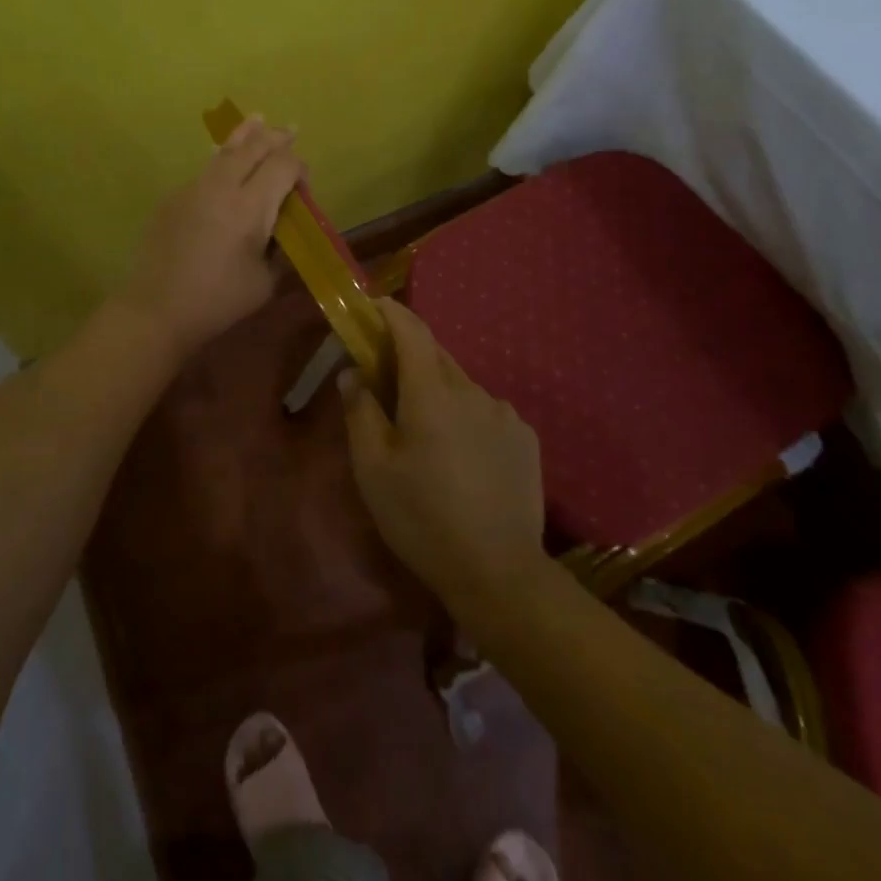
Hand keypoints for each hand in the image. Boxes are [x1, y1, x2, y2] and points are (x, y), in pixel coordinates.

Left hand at [115, 116, 303, 359]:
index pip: (282, 166)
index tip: (303, 185)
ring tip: (257, 119)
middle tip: (289, 129)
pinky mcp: (173, 198)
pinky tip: (223, 157)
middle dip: (274, 138)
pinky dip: (221, 158)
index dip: (298, 168)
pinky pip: (204, 168)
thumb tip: (286, 233)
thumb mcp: (265, 282)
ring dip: (245, 136)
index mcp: (250, 207)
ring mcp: (193, 188)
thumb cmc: (217, 301)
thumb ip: (281, 252)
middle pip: (253, 148)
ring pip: (224, 151)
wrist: (155, 309)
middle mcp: (222, 187)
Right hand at [343, 299, 546, 610]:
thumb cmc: (422, 519)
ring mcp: (504, 413)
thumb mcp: (373, 470)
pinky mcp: (526, 438)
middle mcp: (472, 391)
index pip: (411, 330)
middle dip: (409, 356)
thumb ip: (360, 412)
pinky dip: (467, 416)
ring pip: (462, 385)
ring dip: (439, 391)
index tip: (372, 306)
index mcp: (431, 393)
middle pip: (436, 356)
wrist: (499, 574)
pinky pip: (486, 411)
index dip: (390, 312)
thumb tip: (353, 373)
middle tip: (386, 381)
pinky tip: (463, 456)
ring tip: (426, 433)